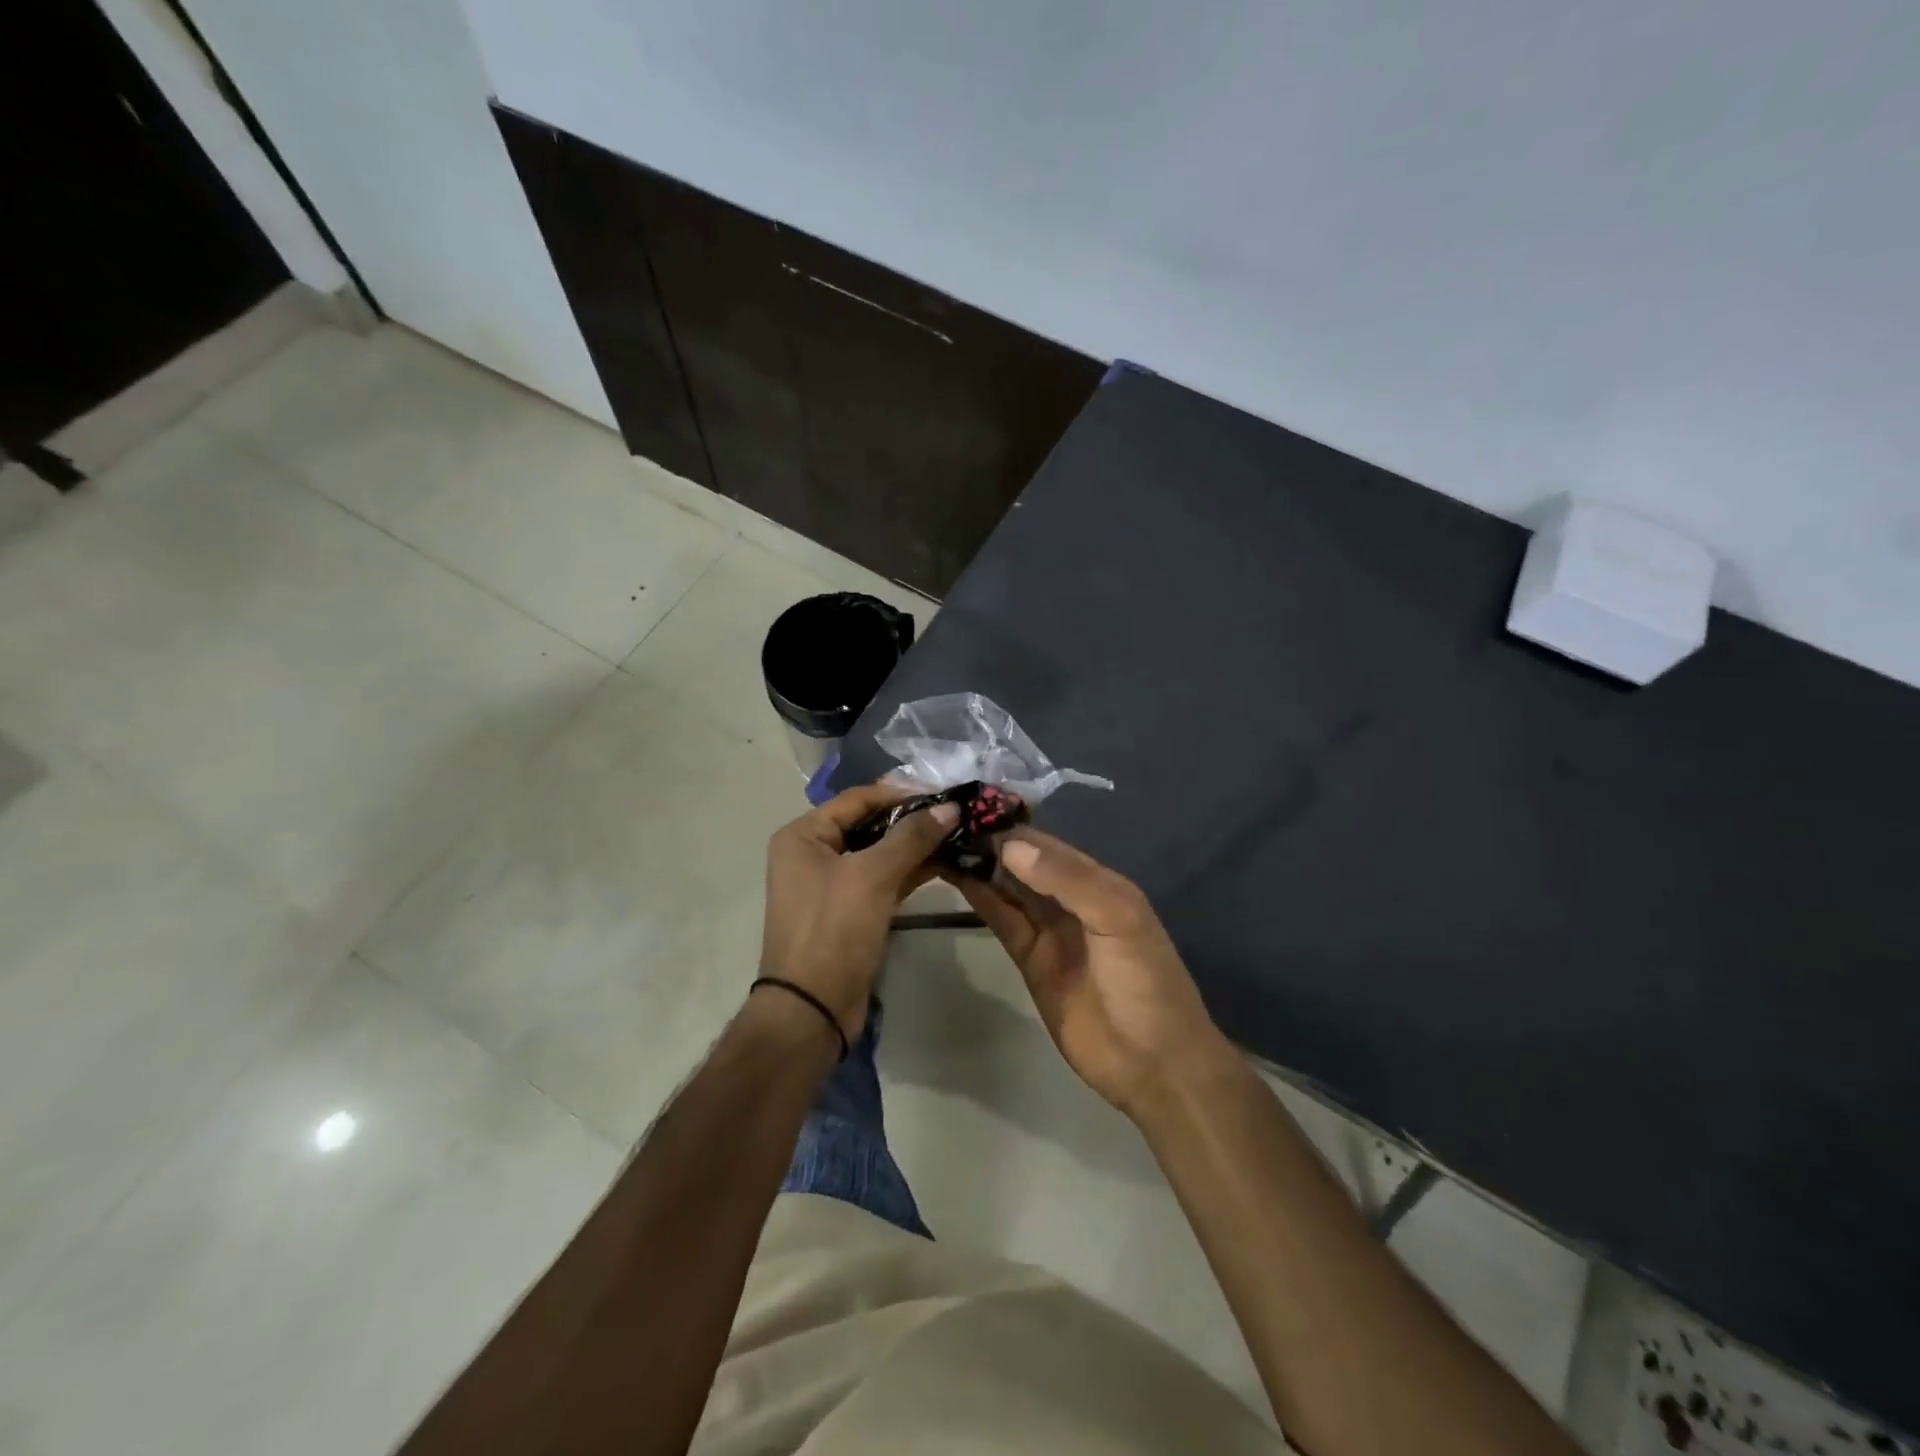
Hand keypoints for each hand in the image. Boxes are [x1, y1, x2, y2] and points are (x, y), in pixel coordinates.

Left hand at [760, 784, 958, 1039]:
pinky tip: (944, 862)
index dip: (901, 794)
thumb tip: (951, 806)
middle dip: (912, 819)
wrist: (812, 1009)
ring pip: (879, 853)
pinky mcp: (850, 910)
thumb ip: (912, 837)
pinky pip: (882, 879)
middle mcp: (813, 853)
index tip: (944, 794)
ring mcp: (831, 884)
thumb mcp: (872, 876)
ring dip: (915, 845)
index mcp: (804, 836)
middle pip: (869, 823)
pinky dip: (909, 871)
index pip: (858, 799)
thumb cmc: (833, 930)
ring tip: (958, 834)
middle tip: (956, 814)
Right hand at [952, 829, 1230, 1117]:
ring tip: (938, 841)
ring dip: (979, 866)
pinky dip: (980, 899)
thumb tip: (1010, 845)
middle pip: (1024, 863)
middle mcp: (1070, 899)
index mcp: (1098, 881)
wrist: (1153, 1064)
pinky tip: (955, 878)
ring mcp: (1049, 930)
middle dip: (989, 842)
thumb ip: (1067, 880)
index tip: (967, 807)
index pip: (1046, 844)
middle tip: (941, 821)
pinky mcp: (1030, 961)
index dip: (1010, 826)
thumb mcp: (1117, 919)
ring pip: (1008, 889)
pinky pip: (1002, 921)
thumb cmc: (1144, 981)